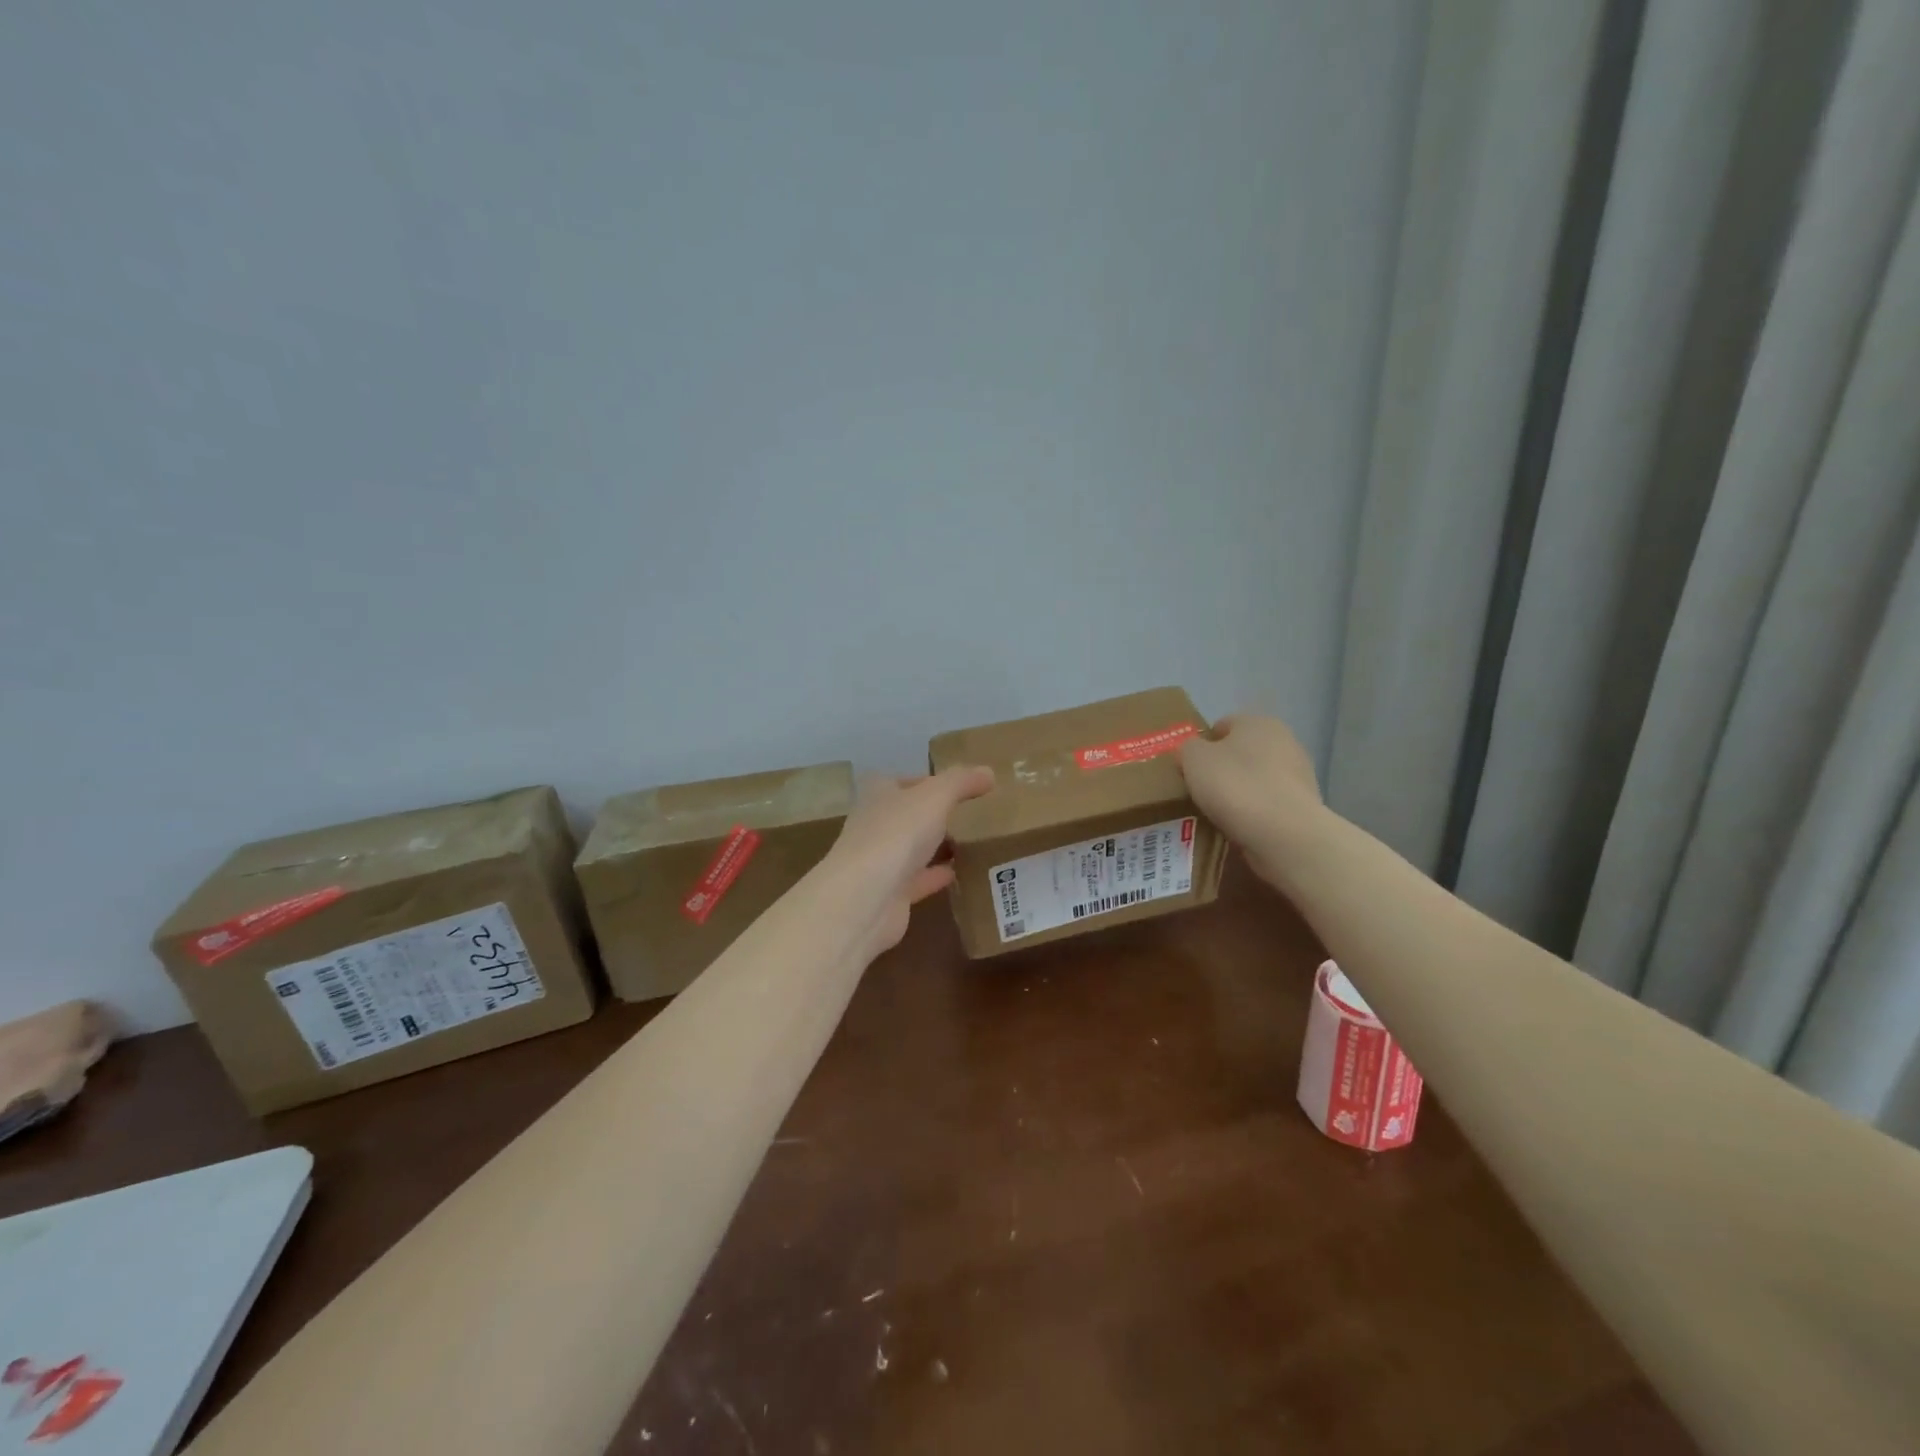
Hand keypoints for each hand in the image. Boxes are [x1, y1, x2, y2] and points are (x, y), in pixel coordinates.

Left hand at [823, 765, 995, 962]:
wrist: (865, 898)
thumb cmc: (897, 833)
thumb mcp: (935, 796)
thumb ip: (961, 782)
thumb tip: (989, 771)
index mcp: (878, 793)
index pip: (905, 780)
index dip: (931, 781)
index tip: (962, 786)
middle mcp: (874, 824)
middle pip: (908, 814)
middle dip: (934, 814)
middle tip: (972, 813)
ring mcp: (880, 861)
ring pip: (913, 848)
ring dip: (936, 845)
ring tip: (972, 841)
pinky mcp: (890, 894)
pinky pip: (919, 880)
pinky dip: (937, 875)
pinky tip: (961, 873)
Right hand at [1177, 714, 1322, 886]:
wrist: (1284, 833)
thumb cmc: (1234, 785)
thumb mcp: (1193, 759)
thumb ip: (1187, 748)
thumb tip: (1192, 753)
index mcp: (1257, 722)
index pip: (1223, 725)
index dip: (1202, 744)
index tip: (1189, 768)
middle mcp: (1285, 741)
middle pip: (1242, 753)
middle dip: (1223, 769)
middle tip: (1200, 791)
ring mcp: (1300, 774)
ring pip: (1257, 779)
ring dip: (1240, 793)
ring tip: (1219, 814)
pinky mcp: (1305, 806)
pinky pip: (1269, 805)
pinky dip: (1256, 813)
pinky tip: (1241, 828)